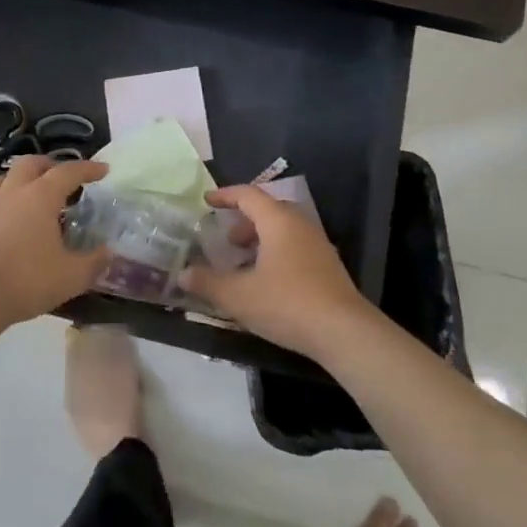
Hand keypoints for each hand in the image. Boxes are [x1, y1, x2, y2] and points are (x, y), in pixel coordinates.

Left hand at [0, 156, 110, 330]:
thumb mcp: (72, 276)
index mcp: (40, 196)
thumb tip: (109, 252)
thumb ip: (95, 262)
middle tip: (63, 179)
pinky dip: (4, 203)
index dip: (88, 169)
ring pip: (5, 178)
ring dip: (22, 180)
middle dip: (50, 166)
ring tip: (33, 196)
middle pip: (31, 163)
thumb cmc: (26, 281)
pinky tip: (8, 222)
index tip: (103, 170)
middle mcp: (13, 192)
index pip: (68, 172)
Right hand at [177, 185, 373, 358]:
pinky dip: (275, 253)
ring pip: (283, 231)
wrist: (343, 332)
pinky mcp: (328, 267)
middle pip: (268, 211)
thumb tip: (183, 274)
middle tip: (225, 240)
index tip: (207, 200)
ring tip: (243, 263)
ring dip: (260, 240)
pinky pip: (295, 247)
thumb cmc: (287, 303)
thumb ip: (208, 283)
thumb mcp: (239, 296)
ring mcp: (318, 245)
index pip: (248, 195)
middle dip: (243, 221)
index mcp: (278, 221)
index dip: (225, 195)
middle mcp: (300, 224)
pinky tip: (267, 282)